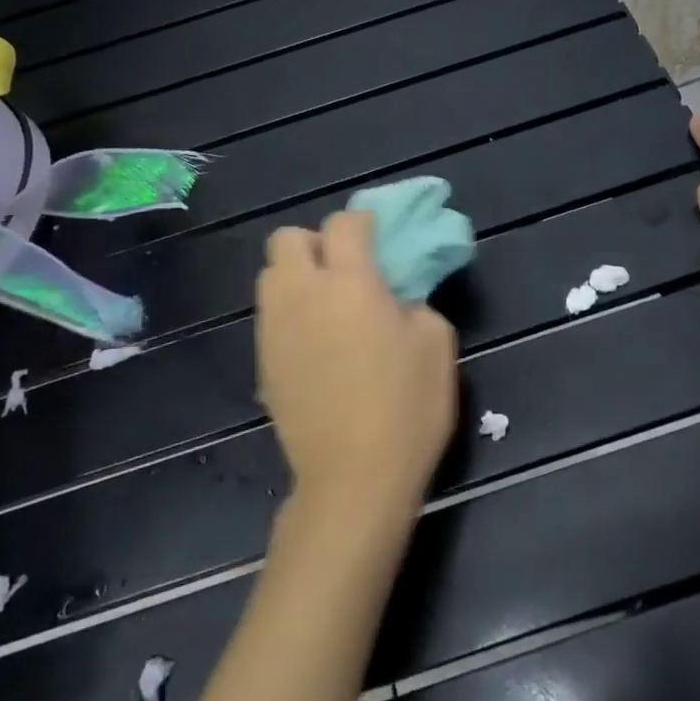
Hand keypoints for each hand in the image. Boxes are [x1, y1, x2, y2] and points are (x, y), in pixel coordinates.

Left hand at [256, 211, 459, 527]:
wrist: (353, 478)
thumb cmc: (406, 407)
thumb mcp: (436, 344)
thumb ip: (415, 302)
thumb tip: (394, 298)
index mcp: (349, 282)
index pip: (343, 223)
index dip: (362, 222)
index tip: (378, 238)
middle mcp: (302, 293)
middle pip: (287, 238)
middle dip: (315, 242)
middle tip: (345, 269)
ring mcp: (275, 328)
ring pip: (270, 274)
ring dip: (296, 275)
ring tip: (326, 304)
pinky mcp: (263, 360)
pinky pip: (270, 314)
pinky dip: (290, 311)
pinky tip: (315, 342)